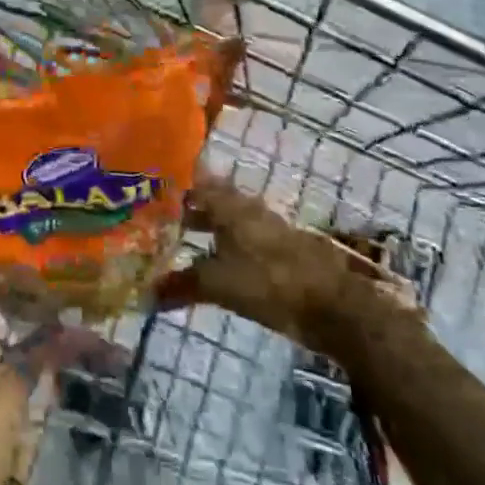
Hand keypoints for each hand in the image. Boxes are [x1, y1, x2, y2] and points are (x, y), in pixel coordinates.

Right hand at [153, 176, 423, 355]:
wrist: (339, 303)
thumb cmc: (272, 282)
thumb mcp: (220, 285)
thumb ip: (182, 285)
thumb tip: (144, 295)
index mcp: (229, 204)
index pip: (193, 180)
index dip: (171, 182)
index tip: (146, 185)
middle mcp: (247, 208)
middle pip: (210, 199)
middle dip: (184, 207)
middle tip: (154, 217)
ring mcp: (267, 227)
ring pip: (227, 219)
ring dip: (205, 226)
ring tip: (178, 240)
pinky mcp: (281, 251)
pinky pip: (243, 239)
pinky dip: (224, 245)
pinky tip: (214, 261)